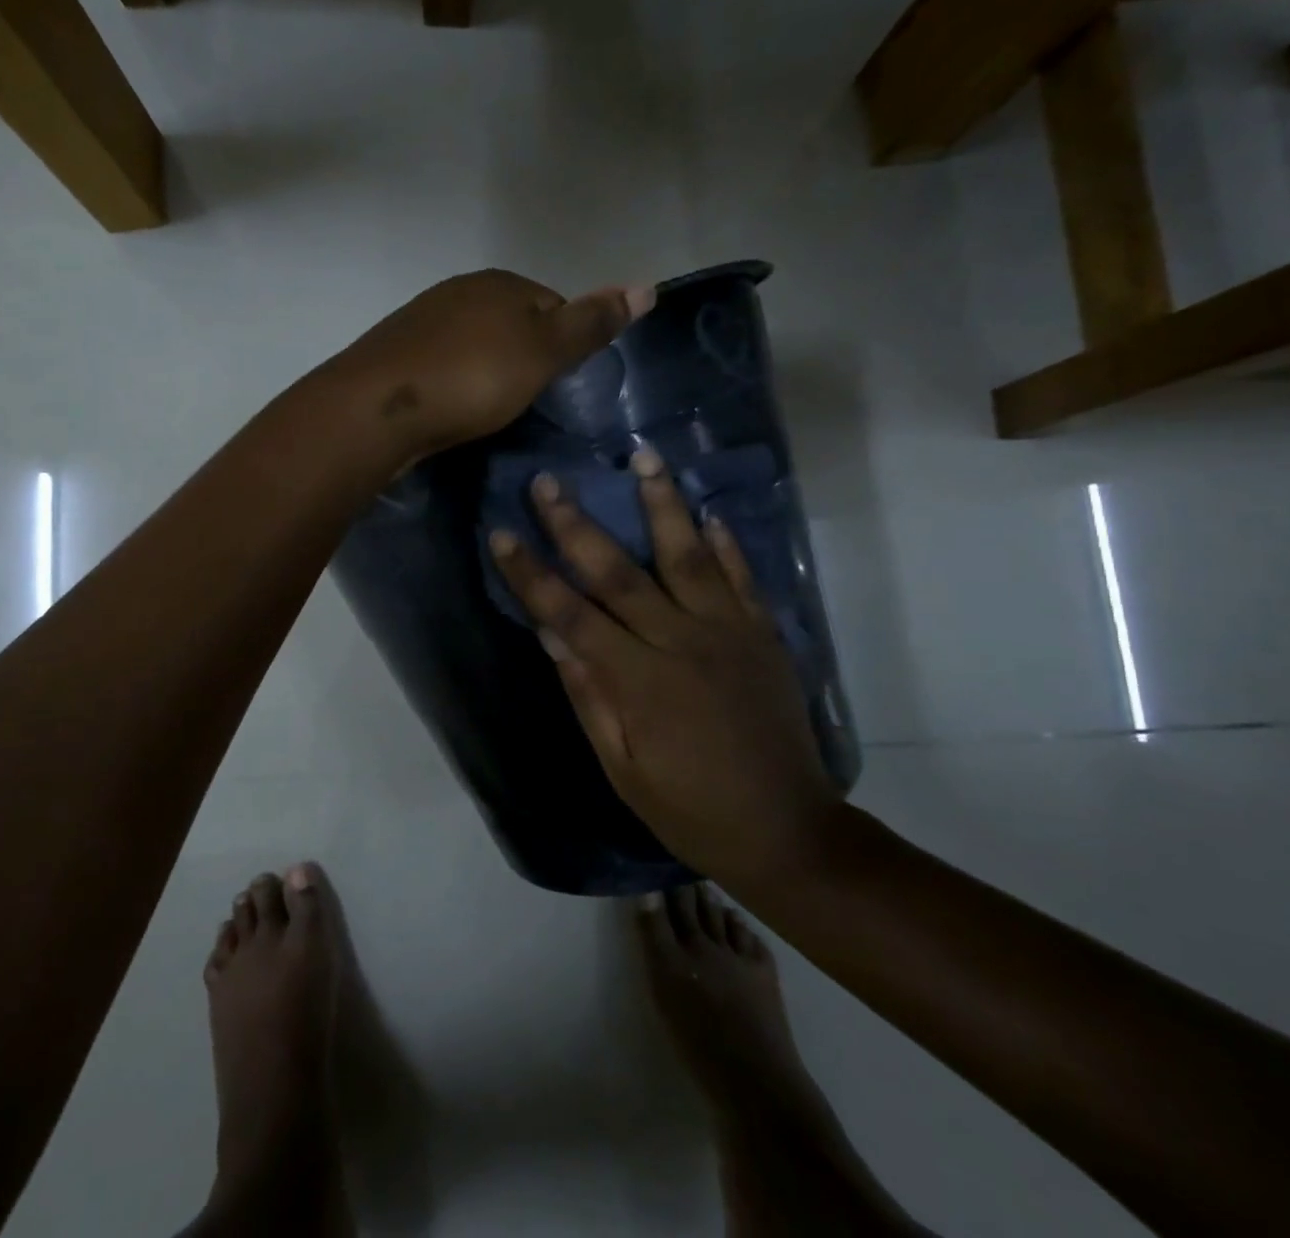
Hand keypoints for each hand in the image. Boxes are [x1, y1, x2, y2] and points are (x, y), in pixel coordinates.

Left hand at [327, 271, 654, 468]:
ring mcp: (421, 322)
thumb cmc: (472, 377)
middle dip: (523, 358)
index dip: (563, 343)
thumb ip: (590, 323)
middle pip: (510, 323)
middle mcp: (458, 292)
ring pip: (473, 345)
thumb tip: (647, 286)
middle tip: (527, 401)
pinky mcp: (396, 356)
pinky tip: (452, 409)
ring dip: (486, 372)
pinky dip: (454, 384)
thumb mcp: (543, 351)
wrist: (379, 409)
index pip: (551, 304)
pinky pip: (441, 366)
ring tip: (489, 411)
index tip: (560, 384)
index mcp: (498, 283)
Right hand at [489, 449, 843, 893]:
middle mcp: (681, 643)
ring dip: (661, 505)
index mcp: (639, 679)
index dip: (531, 574)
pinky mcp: (764, 635)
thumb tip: (551, 634)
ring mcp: (729, 633)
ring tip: (642, 457)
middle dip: (577, 524)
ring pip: (686, 556)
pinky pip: (742, 578)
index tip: (501, 534)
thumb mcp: (623, 767)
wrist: (788, 832)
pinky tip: (707, 512)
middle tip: (548, 481)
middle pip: (618, 572)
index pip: (570, 613)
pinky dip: (725, 544)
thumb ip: (589, 695)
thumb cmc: (691, 809)